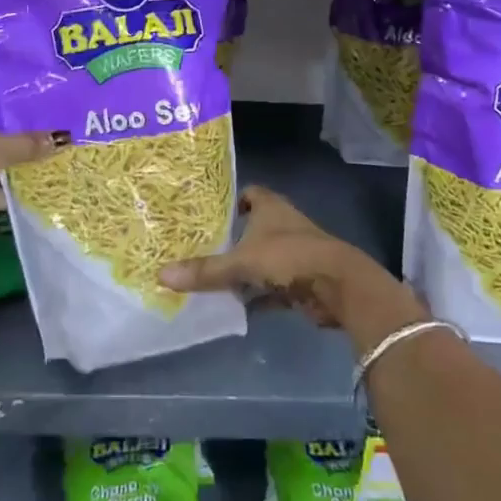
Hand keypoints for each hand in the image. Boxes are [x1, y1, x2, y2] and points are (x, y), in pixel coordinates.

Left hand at [0, 95, 59, 246]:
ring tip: (44, 161)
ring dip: (9, 164)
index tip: (42, 113)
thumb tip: (62, 137)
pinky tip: (29, 188)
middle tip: (47, 137)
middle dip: (15, 138)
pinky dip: (2, 188)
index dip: (14, 108)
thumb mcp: (1, 146)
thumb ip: (29, 142)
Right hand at [159, 186, 423, 334]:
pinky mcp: (301, 280)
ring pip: (262, 258)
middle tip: (200, 249)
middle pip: (254, 227)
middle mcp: (283, 225)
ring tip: (211, 279)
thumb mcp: (241, 263)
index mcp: (271, 208)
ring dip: (245, 270)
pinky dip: (258, 295)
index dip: (232, 201)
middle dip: (232, 239)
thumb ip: (205, 270)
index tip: (209, 214)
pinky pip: (272, 286)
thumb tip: (162, 274)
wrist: (338, 285)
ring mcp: (294, 253)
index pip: (249, 193)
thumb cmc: (289, 257)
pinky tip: (235, 307)